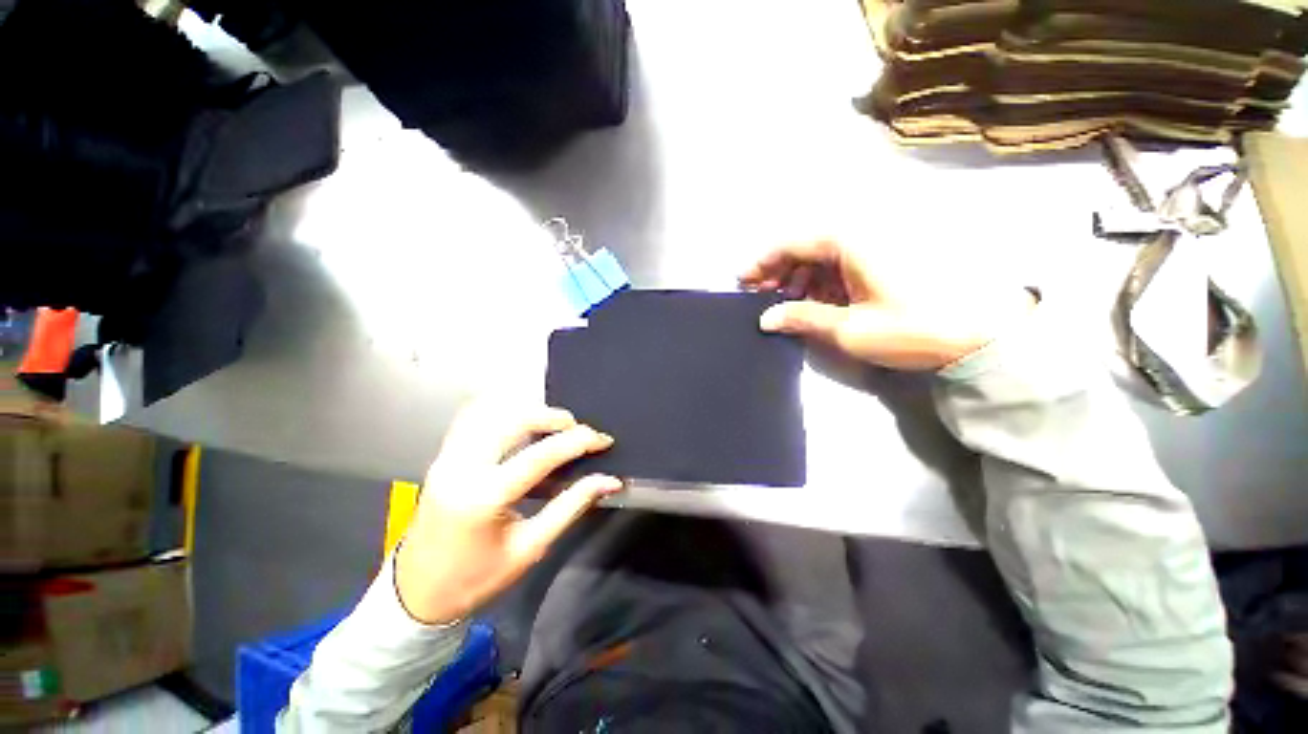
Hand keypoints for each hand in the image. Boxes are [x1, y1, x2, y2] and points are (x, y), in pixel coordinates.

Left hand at [395, 402, 620, 624]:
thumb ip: (571, 506)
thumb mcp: (531, 547)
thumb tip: (609, 482)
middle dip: (553, 417)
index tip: (603, 440)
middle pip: (515, 420)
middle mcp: (463, 467)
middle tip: (578, 430)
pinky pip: (475, 420)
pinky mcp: (444, 457)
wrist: (416, 593)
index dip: (578, 442)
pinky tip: (522, 423)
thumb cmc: (477, 578)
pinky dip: (504, 414)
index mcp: (484, 497)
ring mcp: (448, 458)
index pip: (541, 454)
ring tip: (555, 426)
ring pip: (493, 413)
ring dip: (530, 412)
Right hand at [740, 239, 1035, 370]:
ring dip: (801, 278)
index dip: (762, 263)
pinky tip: (818, 302)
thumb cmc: (913, 328)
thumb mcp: (850, 329)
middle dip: (780, 272)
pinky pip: (843, 263)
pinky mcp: (888, 257)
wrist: (986, 333)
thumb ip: (802, 319)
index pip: (792, 243)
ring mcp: (878, 244)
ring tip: (789, 305)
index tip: (742, 282)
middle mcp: (862, 233)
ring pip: (823, 255)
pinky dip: (824, 281)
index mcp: (851, 241)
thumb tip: (766, 319)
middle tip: (763, 298)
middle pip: (806, 246)